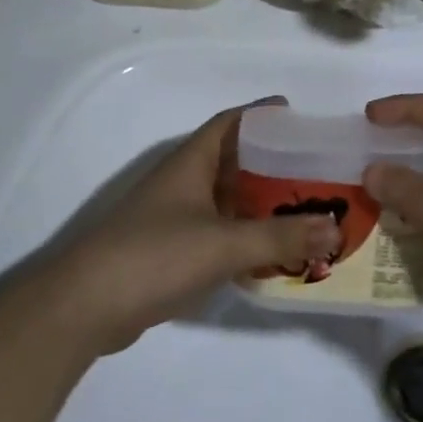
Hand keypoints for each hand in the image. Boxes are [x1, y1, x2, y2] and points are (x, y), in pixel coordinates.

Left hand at [44, 100, 340, 355]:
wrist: (86, 306)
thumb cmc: (155, 256)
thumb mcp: (223, 243)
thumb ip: (280, 236)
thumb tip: (335, 227)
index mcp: (190, 163)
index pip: (230, 123)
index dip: (262, 115)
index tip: (300, 117)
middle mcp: (183, 183)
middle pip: (234, 162)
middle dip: (273, 165)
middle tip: (317, 172)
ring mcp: (174, 218)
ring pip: (227, 201)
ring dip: (261, 205)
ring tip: (306, 211)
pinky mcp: (170, 251)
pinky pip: (219, 233)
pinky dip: (245, 237)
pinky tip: (272, 252)